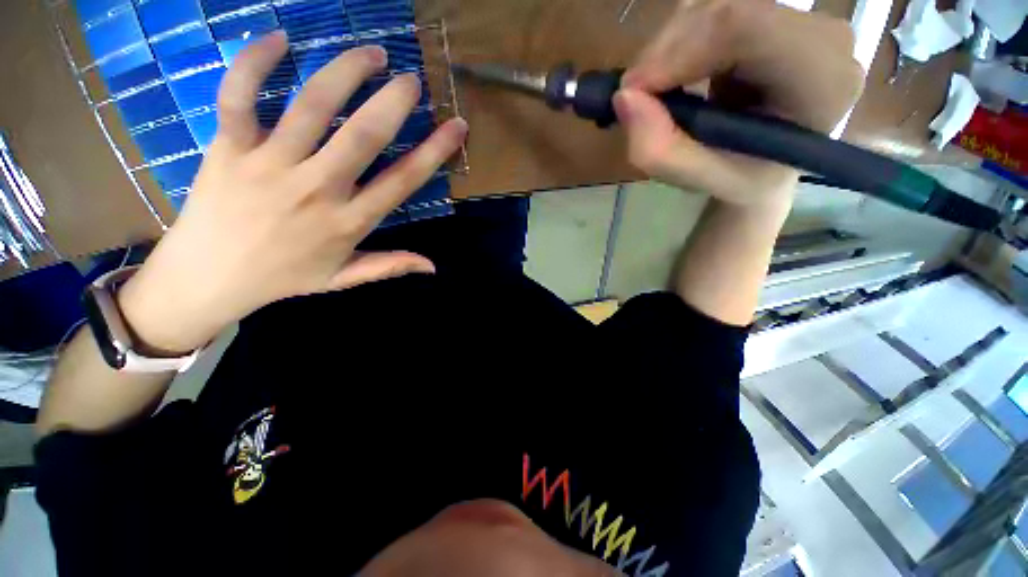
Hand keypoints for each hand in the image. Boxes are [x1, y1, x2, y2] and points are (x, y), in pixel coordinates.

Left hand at [117, 32, 467, 353]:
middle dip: (394, 101)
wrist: (210, 277)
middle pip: (363, 135)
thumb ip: (390, 266)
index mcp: (349, 222)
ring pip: (312, 106)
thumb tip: (432, 266)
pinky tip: (281, 39)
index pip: (403, 180)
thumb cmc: (284, 277)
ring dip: (346, 72)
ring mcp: (270, 165)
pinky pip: (239, 96)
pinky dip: (255, 62)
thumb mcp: (343, 278)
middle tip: (412, 80)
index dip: (435, 151)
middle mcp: (317, 189)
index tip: (456, 126)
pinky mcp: (229, 148)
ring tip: (372, 53)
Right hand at [614, 0, 863, 205]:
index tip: (633, 91)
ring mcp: (799, 16)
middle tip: (638, 98)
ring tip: (664, 95)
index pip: (746, 27)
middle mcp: (822, 35)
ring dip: (669, 50)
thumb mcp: (702, 180)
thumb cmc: (744, 178)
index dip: (677, 51)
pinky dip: (678, 43)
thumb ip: (663, 151)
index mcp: (822, 79)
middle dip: (665, 53)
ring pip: (712, 5)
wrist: (769, 163)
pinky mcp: (774, 12)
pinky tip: (681, 76)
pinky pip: (710, 10)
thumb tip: (624, 99)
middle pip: (726, 9)